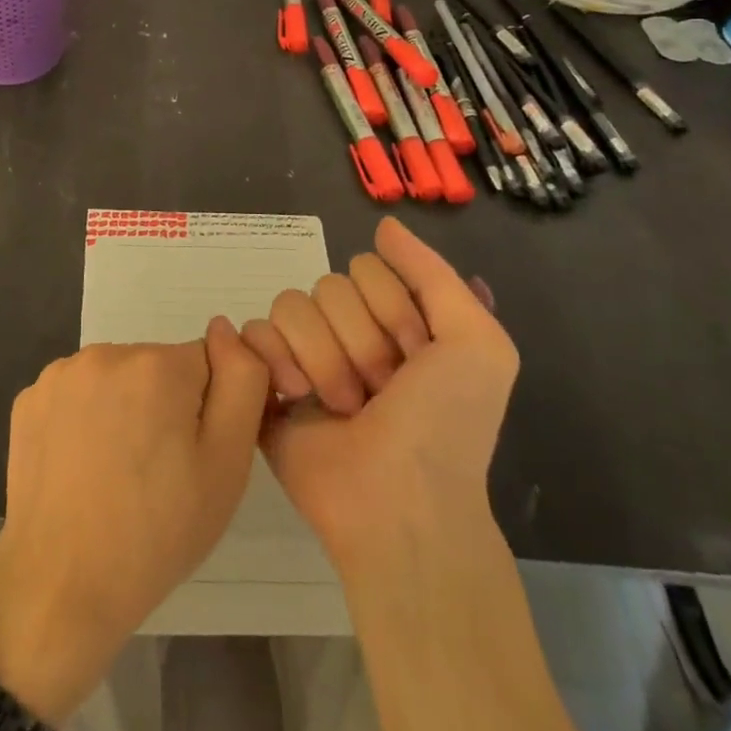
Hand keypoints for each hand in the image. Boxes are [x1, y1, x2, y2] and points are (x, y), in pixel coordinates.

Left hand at [0, 319, 268, 724]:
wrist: (60, 589)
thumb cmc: (156, 534)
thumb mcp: (226, 466)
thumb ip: (241, 383)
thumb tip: (224, 328)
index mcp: (157, 365)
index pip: (204, 364)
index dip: (205, 411)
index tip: (190, 456)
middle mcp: (106, 353)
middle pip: (157, 367)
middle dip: (164, 406)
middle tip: (157, 474)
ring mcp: (61, 374)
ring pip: (116, 379)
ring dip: (124, 410)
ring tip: (117, 474)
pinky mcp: (29, 399)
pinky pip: (77, 395)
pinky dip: (84, 420)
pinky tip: (81, 467)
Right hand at [240, 216, 515, 569]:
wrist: (400, 505)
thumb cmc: (446, 425)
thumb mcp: (477, 343)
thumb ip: (435, 274)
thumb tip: (384, 224)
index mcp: (392, 319)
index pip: (367, 267)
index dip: (392, 311)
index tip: (417, 358)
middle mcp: (346, 331)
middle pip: (327, 285)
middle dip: (358, 341)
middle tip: (379, 392)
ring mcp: (303, 354)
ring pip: (290, 305)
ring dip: (322, 359)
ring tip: (342, 407)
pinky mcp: (266, 381)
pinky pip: (252, 334)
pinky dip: (273, 361)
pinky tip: (294, 395)